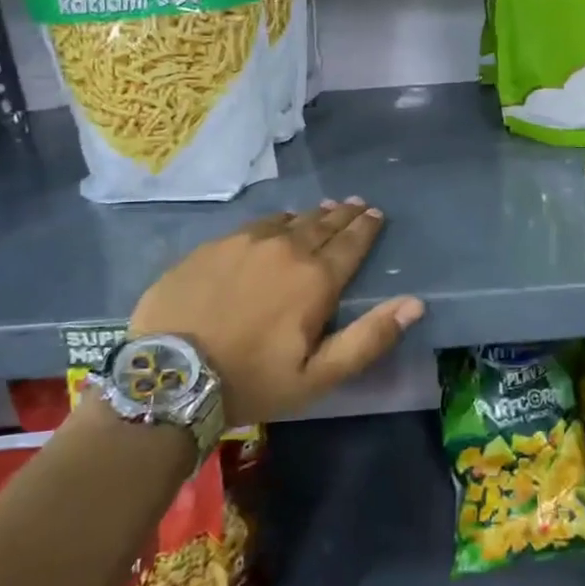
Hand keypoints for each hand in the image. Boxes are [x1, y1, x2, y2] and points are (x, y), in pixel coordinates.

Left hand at [129, 200, 423, 425]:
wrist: (170, 375)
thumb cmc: (253, 381)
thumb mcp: (318, 375)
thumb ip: (369, 338)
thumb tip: (414, 303)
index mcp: (316, 279)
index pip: (351, 243)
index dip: (367, 228)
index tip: (376, 214)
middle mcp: (286, 248)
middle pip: (323, 224)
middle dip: (344, 215)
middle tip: (357, 204)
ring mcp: (246, 242)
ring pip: (289, 220)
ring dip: (312, 214)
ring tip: (324, 209)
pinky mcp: (213, 245)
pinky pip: (255, 224)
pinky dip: (276, 221)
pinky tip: (277, 222)